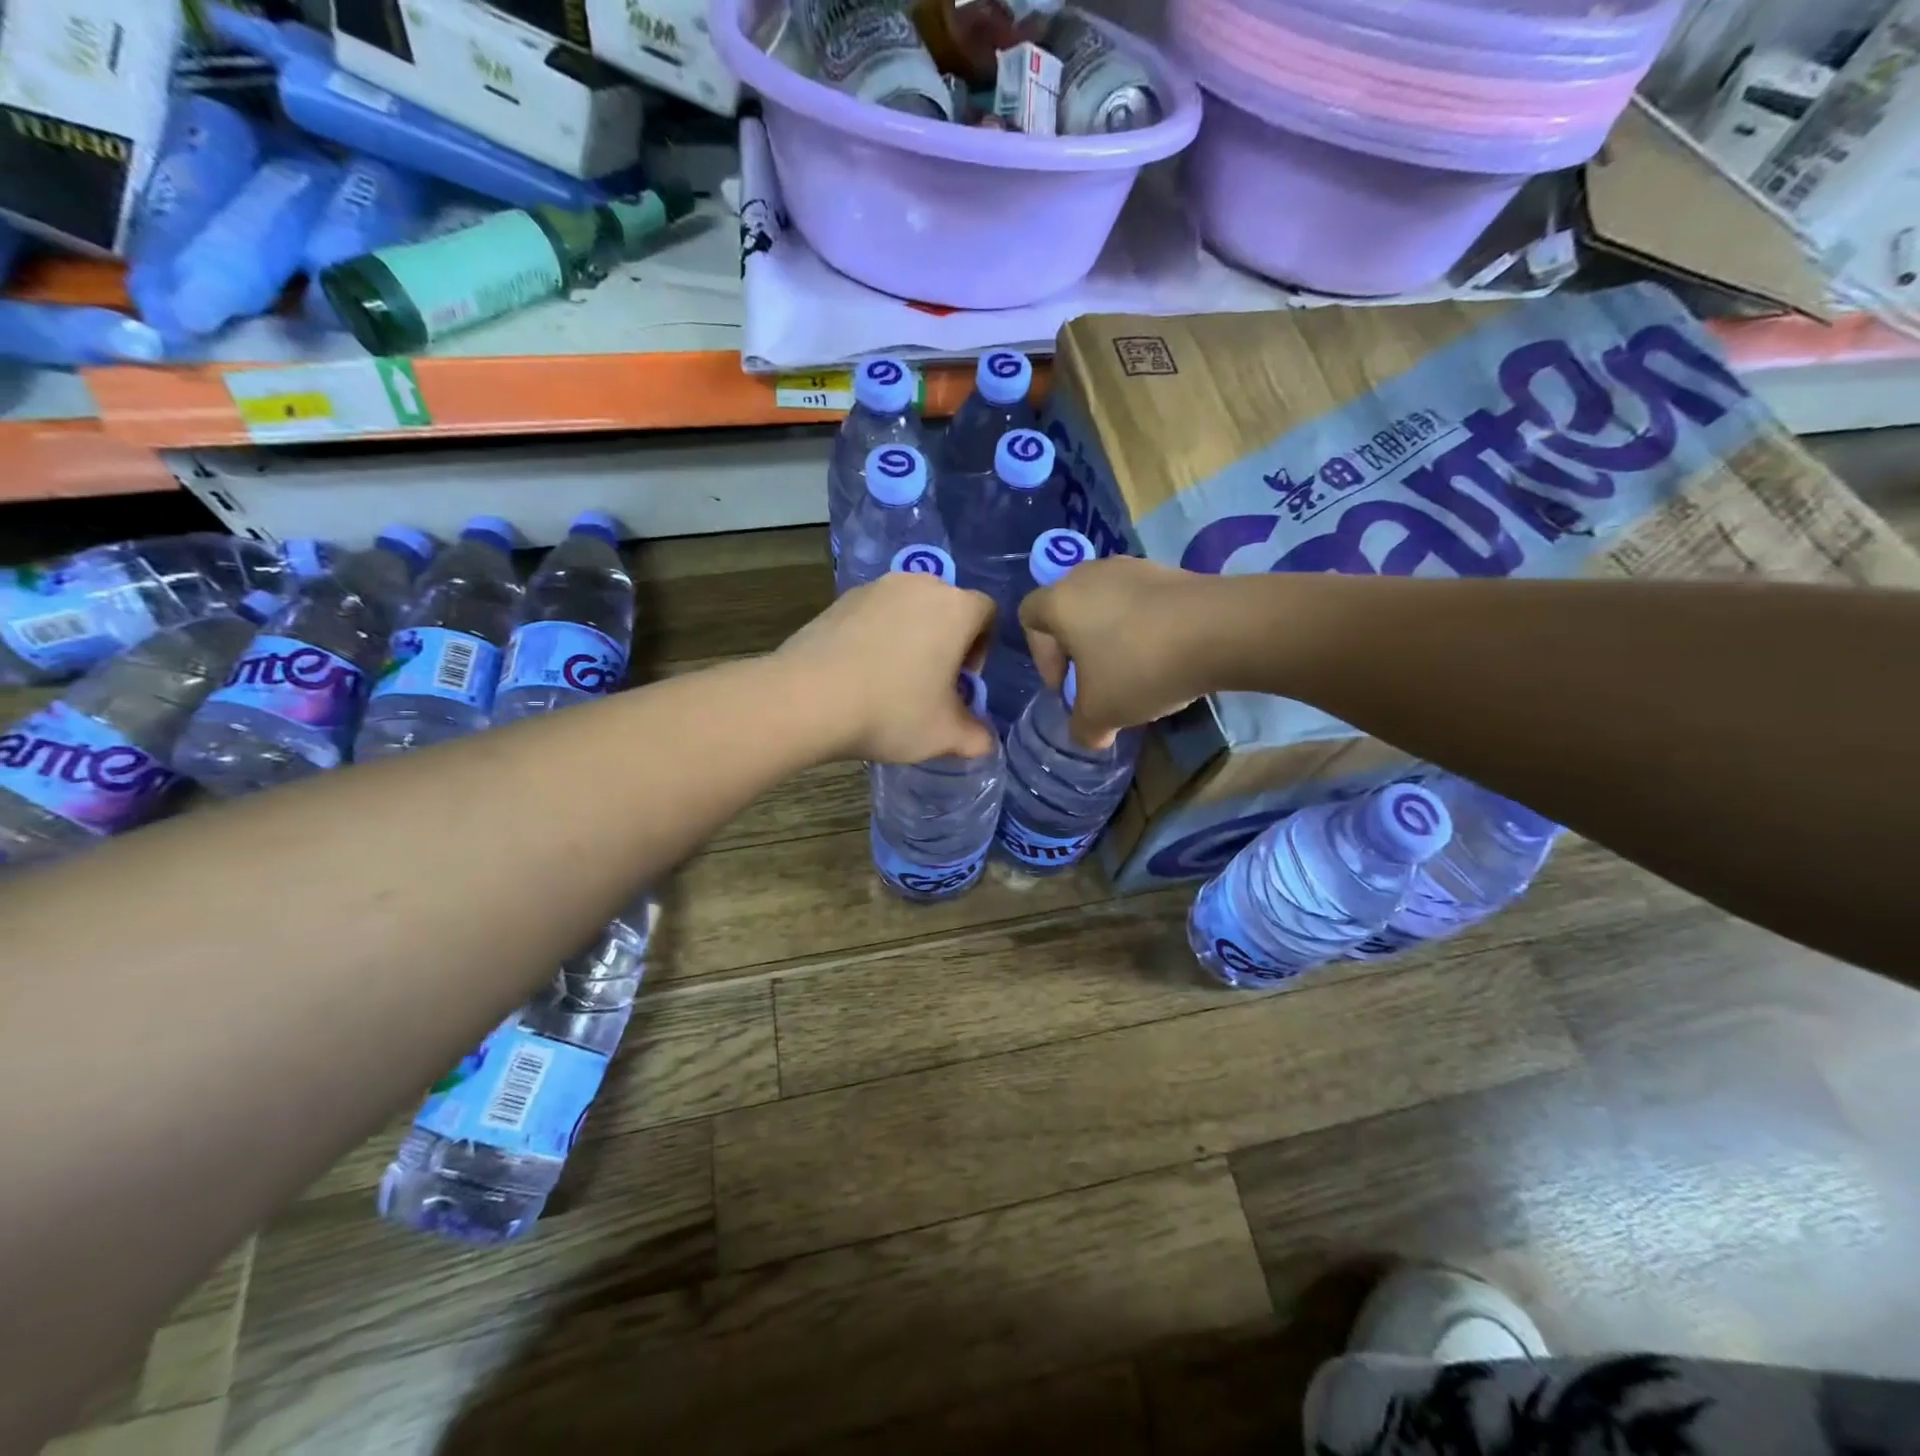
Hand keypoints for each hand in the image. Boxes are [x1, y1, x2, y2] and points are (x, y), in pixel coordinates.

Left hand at [776, 572, 997, 763]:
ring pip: (908, 609)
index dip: (983, 648)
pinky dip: (877, 636)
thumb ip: (976, 737)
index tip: (963, 681)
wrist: (808, 698)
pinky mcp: (840, 599)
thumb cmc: (892, 711)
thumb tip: (986, 742)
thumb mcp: (945, 735)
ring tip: (893, 679)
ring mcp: (875, 588)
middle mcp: (919, 585)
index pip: (987, 613)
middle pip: (947, 607)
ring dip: (910, 637)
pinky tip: (861, 673)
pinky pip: (874, 614)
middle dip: (946, 641)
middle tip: (932, 682)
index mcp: (956, 608)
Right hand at [1020, 556, 1217, 746]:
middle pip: (1068, 609)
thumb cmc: (1139, 668)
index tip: (1066, 685)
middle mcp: (1089, 575)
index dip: (1041, 656)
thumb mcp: (1101, 714)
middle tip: (1097, 679)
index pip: (1029, 617)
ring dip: (1112, 636)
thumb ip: (1082, 728)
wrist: (1218, 630)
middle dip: (1077, 647)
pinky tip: (1166, 655)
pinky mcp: (1169, 571)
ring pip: (1106, 604)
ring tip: (1136, 669)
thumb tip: (1089, 735)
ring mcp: (1132, 567)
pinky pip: (1141, 601)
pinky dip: (1144, 627)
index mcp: (1060, 602)